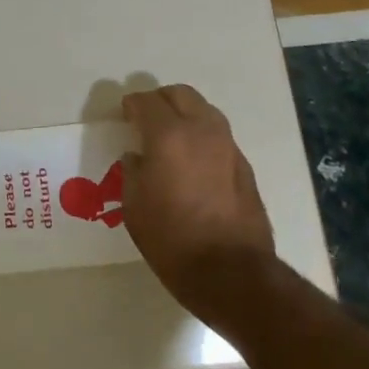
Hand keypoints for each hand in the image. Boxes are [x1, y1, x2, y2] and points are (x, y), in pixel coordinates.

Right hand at [121, 85, 276, 324]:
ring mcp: (228, 146)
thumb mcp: (134, 206)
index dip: (132, 105)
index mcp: (169, 135)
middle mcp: (202, 131)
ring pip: (204, 111)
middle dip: (160, 101)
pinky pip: (218, 136)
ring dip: (185, 115)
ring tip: (171, 139)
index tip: (124, 115)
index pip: (147, 101)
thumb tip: (138, 156)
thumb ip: (133, 171)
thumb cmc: (173, 239)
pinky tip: (193, 162)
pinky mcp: (244, 166)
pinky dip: (202, 137)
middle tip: (146, 120)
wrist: (233, 274)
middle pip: (180, 94)